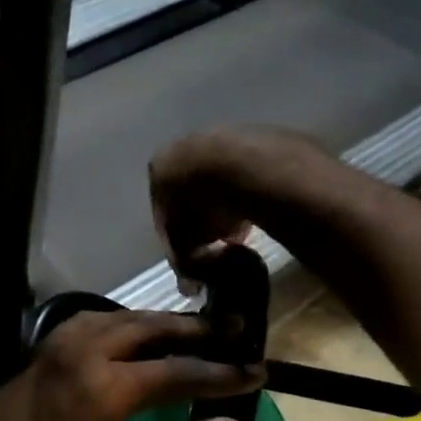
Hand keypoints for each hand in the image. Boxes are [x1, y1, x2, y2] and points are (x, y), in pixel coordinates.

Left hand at [0, 310, 262, 420]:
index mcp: (107, 393)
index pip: (181, 372)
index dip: (223, 373)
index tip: (257, 371)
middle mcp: (86, 354)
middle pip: (154, 328)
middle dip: (199, 328)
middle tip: (236, 326)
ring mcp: (61, 344)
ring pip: (124, 315)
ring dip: (164, 319)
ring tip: (198, 326)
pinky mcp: (46, 346)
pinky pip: (96, 318)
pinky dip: (127, 318)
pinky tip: (142, 329)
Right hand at [148, 125, 326, 269]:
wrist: (244, 165)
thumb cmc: (202, 206)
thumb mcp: (185, 243)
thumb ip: (183, 263)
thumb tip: (190, 285)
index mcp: (160, 168)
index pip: (163, 209)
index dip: (178, 238)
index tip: (194, 255)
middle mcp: (184, 146)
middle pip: (191, 192)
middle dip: (204, 219)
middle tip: (220, 244)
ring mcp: (220, 137)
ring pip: (220, 180)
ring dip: (227, 205)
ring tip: (243, 229)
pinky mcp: (254, 136)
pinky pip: (246, 172)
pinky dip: (248, 190)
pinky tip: (260, 209)